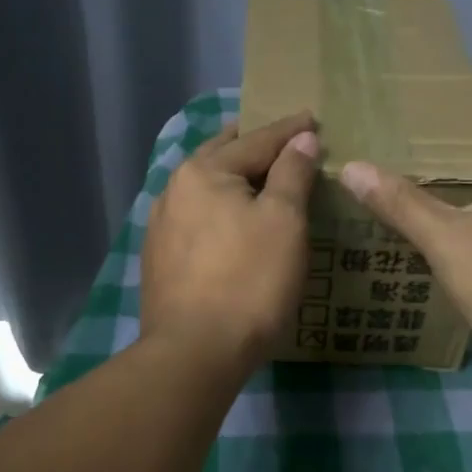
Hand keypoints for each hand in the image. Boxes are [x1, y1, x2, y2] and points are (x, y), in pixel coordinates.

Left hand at [141, 110, 319, 375]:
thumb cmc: (249, 281)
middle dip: (252, 145)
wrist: (194, 352)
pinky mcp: (160, 258)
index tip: (312, 118)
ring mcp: (161, 226)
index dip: (289, 130)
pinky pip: (196, 217)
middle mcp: (174, 189)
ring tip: (258, 178)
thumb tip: (301, 139)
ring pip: (204, 188)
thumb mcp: (284, 221)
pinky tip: (229, 220)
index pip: (257, 140)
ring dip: (232, 178)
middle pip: (222, 156)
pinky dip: (219, 208)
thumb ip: (292, 173)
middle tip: (281, 139)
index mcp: (204, 171)